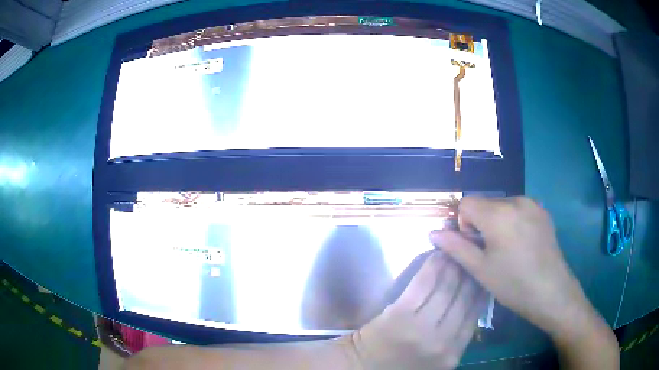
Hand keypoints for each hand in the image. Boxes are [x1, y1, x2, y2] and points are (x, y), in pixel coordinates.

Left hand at [349, 252, 487, 369]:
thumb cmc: (401, 365)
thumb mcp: (438, 360)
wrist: (362, 368)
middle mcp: (442, 340)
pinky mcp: (399, 314)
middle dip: (470, 273)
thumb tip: (474, 301)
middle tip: (471, 254)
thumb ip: (456, 337)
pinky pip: (423, 284)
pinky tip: (438, 254)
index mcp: (453, 353)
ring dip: (453, 265)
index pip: (475, 313)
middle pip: (464, 298)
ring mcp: (420, 327)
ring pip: (446, 288)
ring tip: (456, 250)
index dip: (480, 288)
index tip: (481, 272)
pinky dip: (433, 266)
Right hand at [428, 196, 596, 337]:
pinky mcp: (543, 211)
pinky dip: (513, 221)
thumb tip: (433, 233)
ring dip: (497, 222)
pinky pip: (519, 208)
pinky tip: (522, 244)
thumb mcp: (480, 269)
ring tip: (508, 249)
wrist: (552, 291)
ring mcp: (532, 204)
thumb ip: (455, 247)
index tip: (475, 246)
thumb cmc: (513, 284)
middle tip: (491, 252)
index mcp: (497, 213)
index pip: (466, 203)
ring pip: (502, 205)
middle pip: (485, 203)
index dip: (464, 224)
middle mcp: (515, 200)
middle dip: (481, 223)